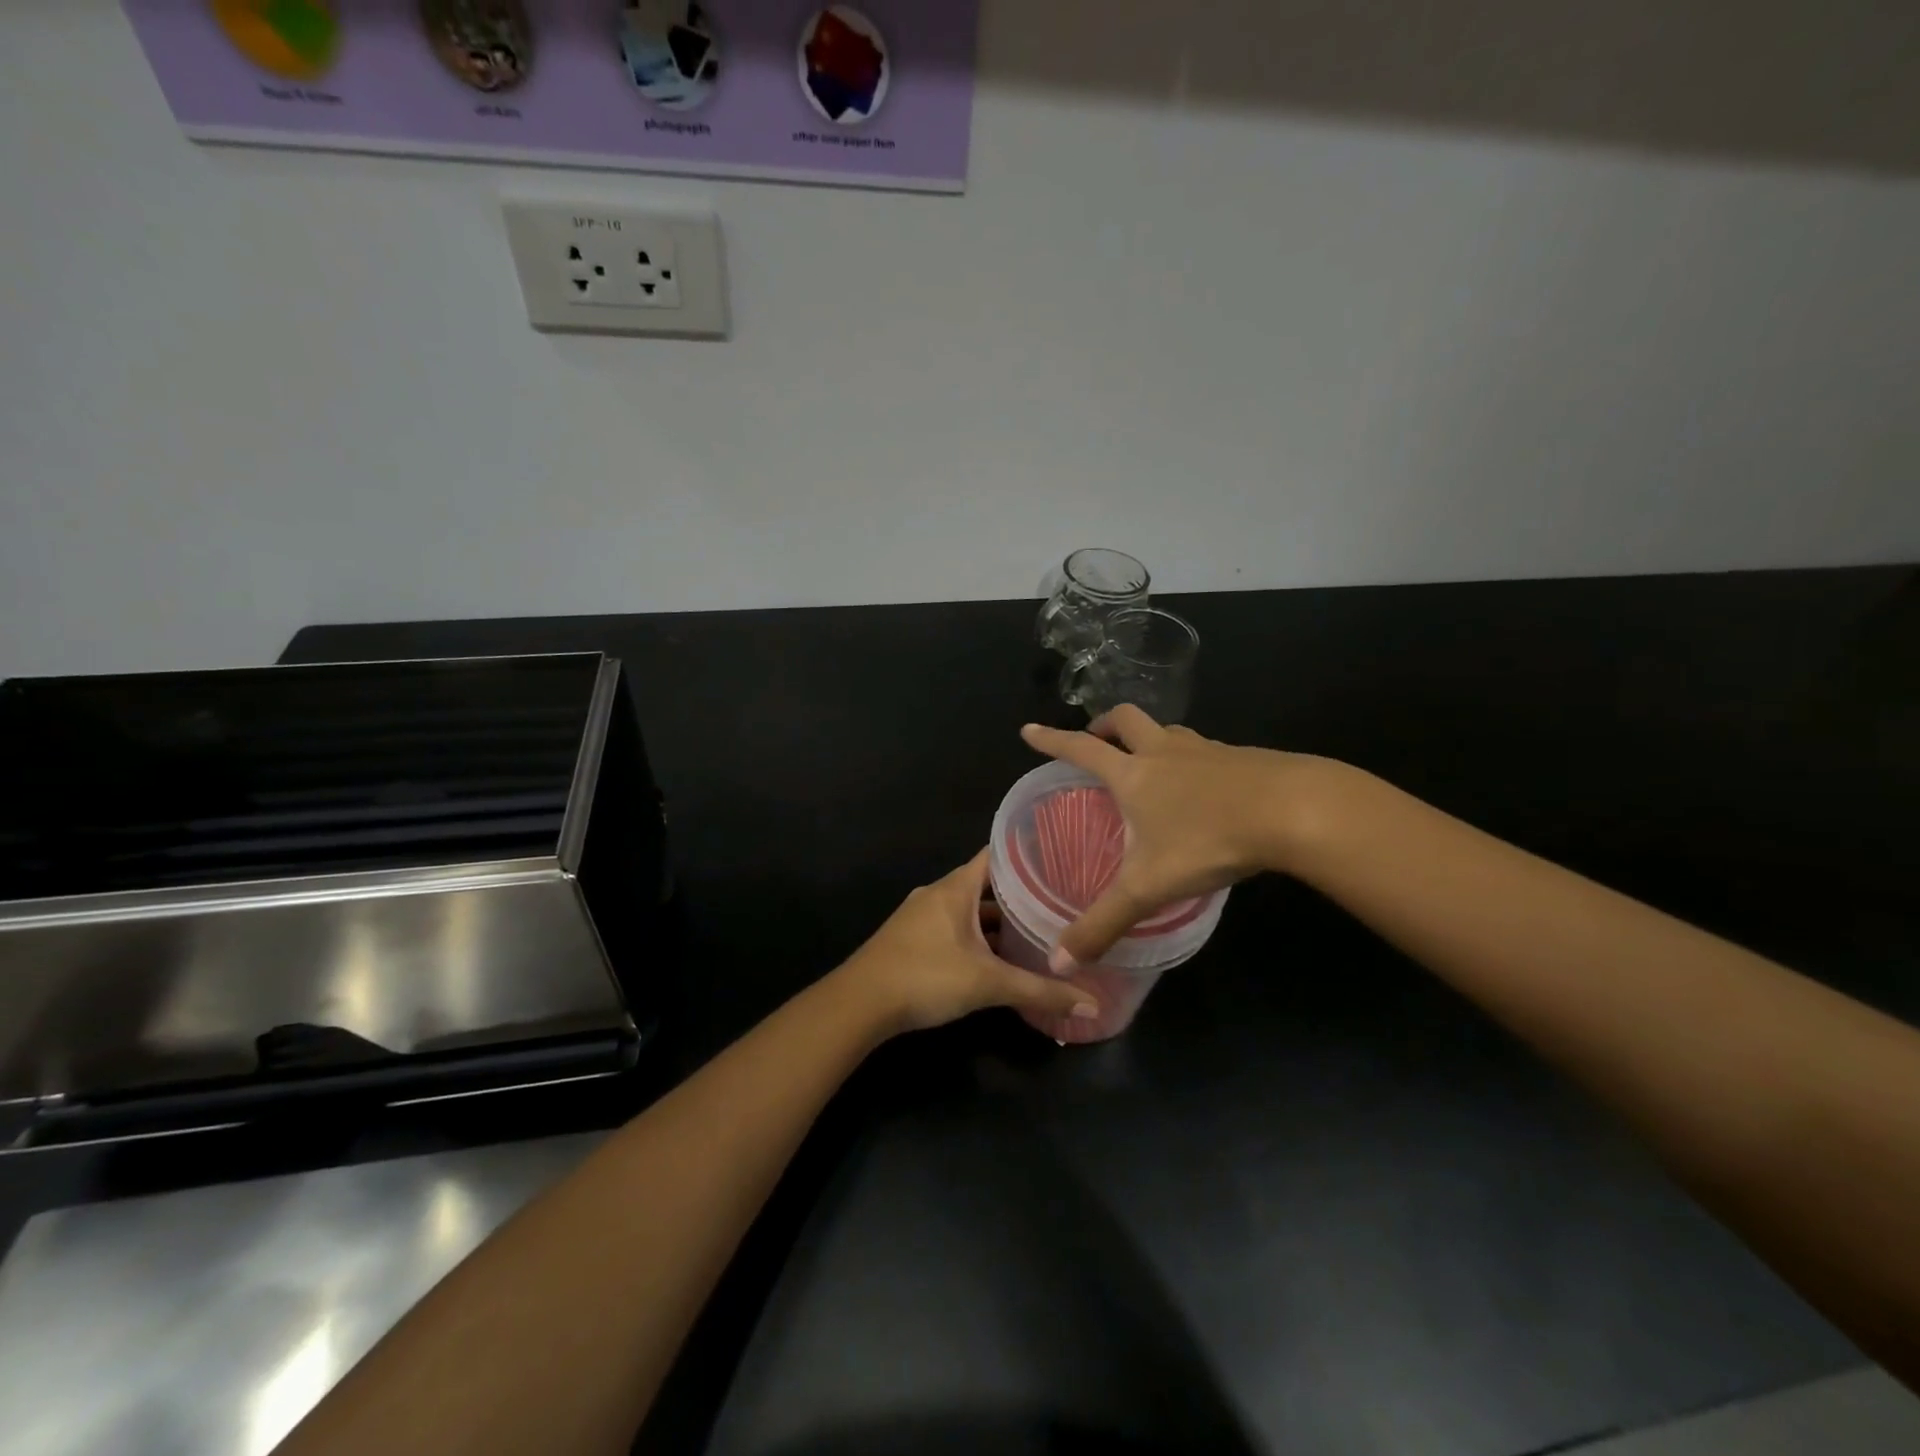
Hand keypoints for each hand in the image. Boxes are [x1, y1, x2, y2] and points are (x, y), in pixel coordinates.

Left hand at [834, 850, 1100, 1035]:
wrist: (859, 1004)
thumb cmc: (926, 977)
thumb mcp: (989, 984)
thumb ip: (1040, 992)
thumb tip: (1093, 1004)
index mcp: (955, 887)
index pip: (996, 854)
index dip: (1027, 853)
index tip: (1061, 858)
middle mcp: (938, 893)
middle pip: (986, 884)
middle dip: (1020, 893)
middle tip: (1059, 901)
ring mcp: (922, 916)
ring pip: (969, 909)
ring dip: (997, 920)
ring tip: (1036, 930)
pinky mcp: (912, 939)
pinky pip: (954, 927)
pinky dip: (977, 936)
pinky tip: (997, 958)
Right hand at [1021, 706, 1332, 964]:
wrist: (1293, 811)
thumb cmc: (1208, 840)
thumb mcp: (1148, 887)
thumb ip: (1103, 924)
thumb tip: (1059, 963)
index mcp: (1133, 774)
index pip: (1081, 749)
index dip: (1052, 740)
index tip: (1029, 730)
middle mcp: (1165, 752)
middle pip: (1126, 720)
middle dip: (1104, 724)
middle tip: (1096, 740)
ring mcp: (1206, 750)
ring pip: (1169, 731)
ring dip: (1150, 739)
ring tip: (1149, 762)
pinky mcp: (1242, 758)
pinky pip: (1205, 749)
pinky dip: (1190, 759)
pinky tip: (1203, 787)